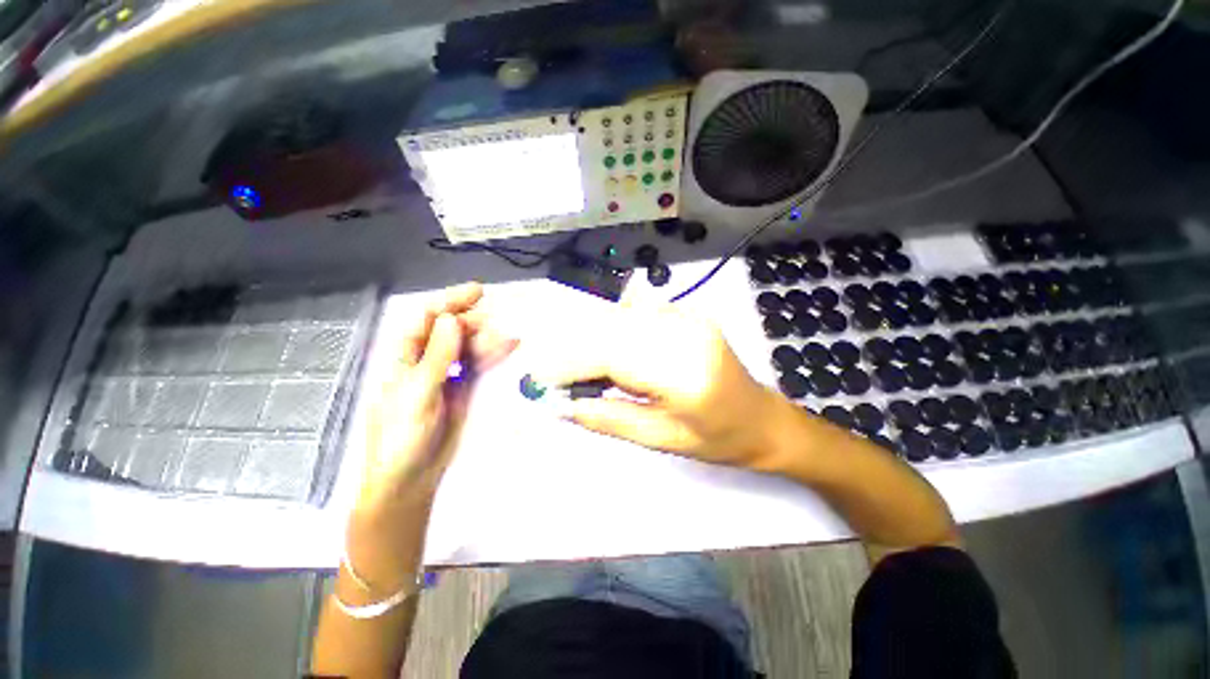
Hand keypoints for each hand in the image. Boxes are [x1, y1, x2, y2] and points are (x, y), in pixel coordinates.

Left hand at [360, 283, 516, 508]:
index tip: (478, 291)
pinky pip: (479, 365)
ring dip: (489, 339)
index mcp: (405, 357)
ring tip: (512, 336)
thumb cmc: (402, 437)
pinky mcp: (464, 389)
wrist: (410, 478)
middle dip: (474, 321)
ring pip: (470, 347)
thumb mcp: (418, 393)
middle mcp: (427, 360)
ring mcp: (448, 375)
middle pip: (452, 330)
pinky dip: (494, 355)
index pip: (428, 320)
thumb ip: (437, 357)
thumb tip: (452, 319)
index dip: (451, 301)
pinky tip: (509, 346)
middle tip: (498, 322)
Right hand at [533, 302, 779, 467]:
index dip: (570, 364)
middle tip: (553, 376)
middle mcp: (686, 333)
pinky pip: (635, 313)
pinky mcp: (687, 312)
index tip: (540, 379)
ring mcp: (689, 317)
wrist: (762, 418)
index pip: (611, 356)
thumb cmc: (718, 440)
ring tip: (579, 369)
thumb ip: (608, 418)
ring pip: (619, 317)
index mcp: (685, 373)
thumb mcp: (660, 440)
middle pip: (611, 329)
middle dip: (574, 350)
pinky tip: (609, 353)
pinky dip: (612, 330)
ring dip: (590, 339)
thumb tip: (562, 406)